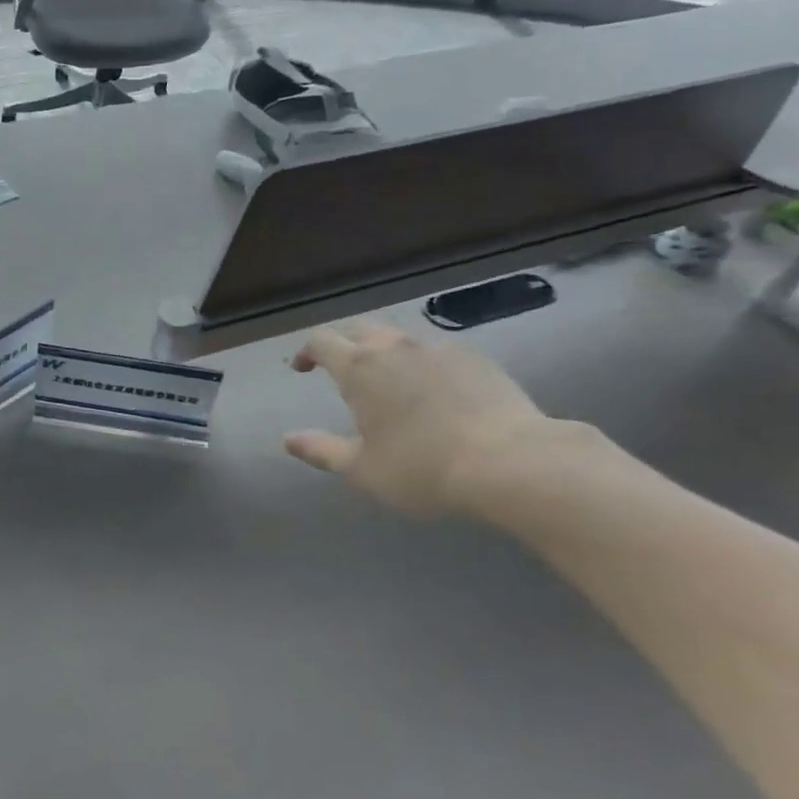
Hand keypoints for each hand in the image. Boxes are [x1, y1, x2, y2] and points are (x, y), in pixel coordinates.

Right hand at [284, 322, 550, 514]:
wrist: (510, 461)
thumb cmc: (423, 468)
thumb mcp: (362, 469)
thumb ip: (321, 450)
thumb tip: (287, 439)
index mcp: (359, 368)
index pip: (321, 342)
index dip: (307, 352)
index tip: (303, 369)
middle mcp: (394, 348)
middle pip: (359, 329)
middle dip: (344, 344)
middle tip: (341, 368)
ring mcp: (437, 348)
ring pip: (399, 338)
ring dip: (384, 351)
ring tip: (389, 379)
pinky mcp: (474, 358)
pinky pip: (436, 351)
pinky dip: (423, 363)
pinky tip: (435, 390)